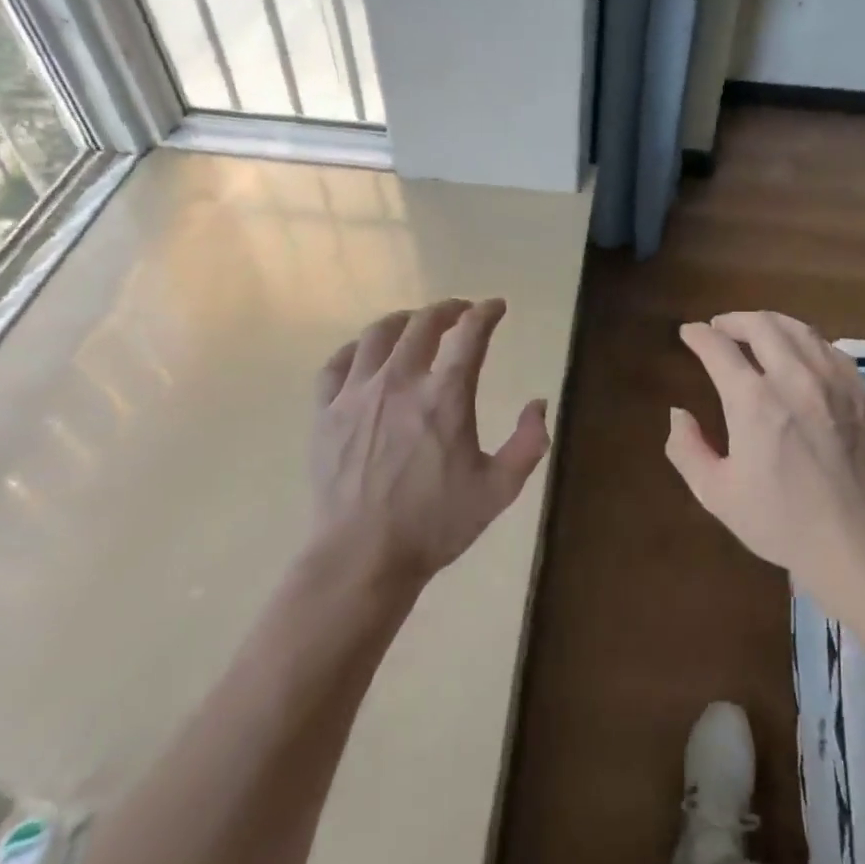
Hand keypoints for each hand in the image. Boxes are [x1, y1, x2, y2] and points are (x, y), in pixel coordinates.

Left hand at [312, 298, 549, 587]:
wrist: (362, 556)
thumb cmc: (435, 524)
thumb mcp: (498, 489)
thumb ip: (528, 443)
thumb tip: (538, 403)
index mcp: (445, 396)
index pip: (470, 334)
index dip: (486, 313)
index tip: (496, 307)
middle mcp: (400, 382)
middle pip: (422, 324)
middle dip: (447, 309)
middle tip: (460, 312)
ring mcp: (357, 394)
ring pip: (378, 334)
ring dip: (403, 321)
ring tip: (414, 324)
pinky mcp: (326, 412)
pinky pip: (337, 363)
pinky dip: (357, 349)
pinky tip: (366, 355)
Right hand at [666, 311, 864, 599]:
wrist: (858, 542)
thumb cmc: (780, 521)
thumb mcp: (716, 493)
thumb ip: (687, 449)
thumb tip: (679, 413)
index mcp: (753, 402)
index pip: (718, 348)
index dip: (698, 335)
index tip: (689, 333)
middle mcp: (794, 379)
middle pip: (761, 325)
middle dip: (733, 320)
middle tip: (720, 328)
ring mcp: (834, 382)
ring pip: (800, 330)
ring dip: (771, 324)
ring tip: (758, 332)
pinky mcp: (863, 394)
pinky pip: (831, 349)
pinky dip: (807, 342)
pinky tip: (802, 354)